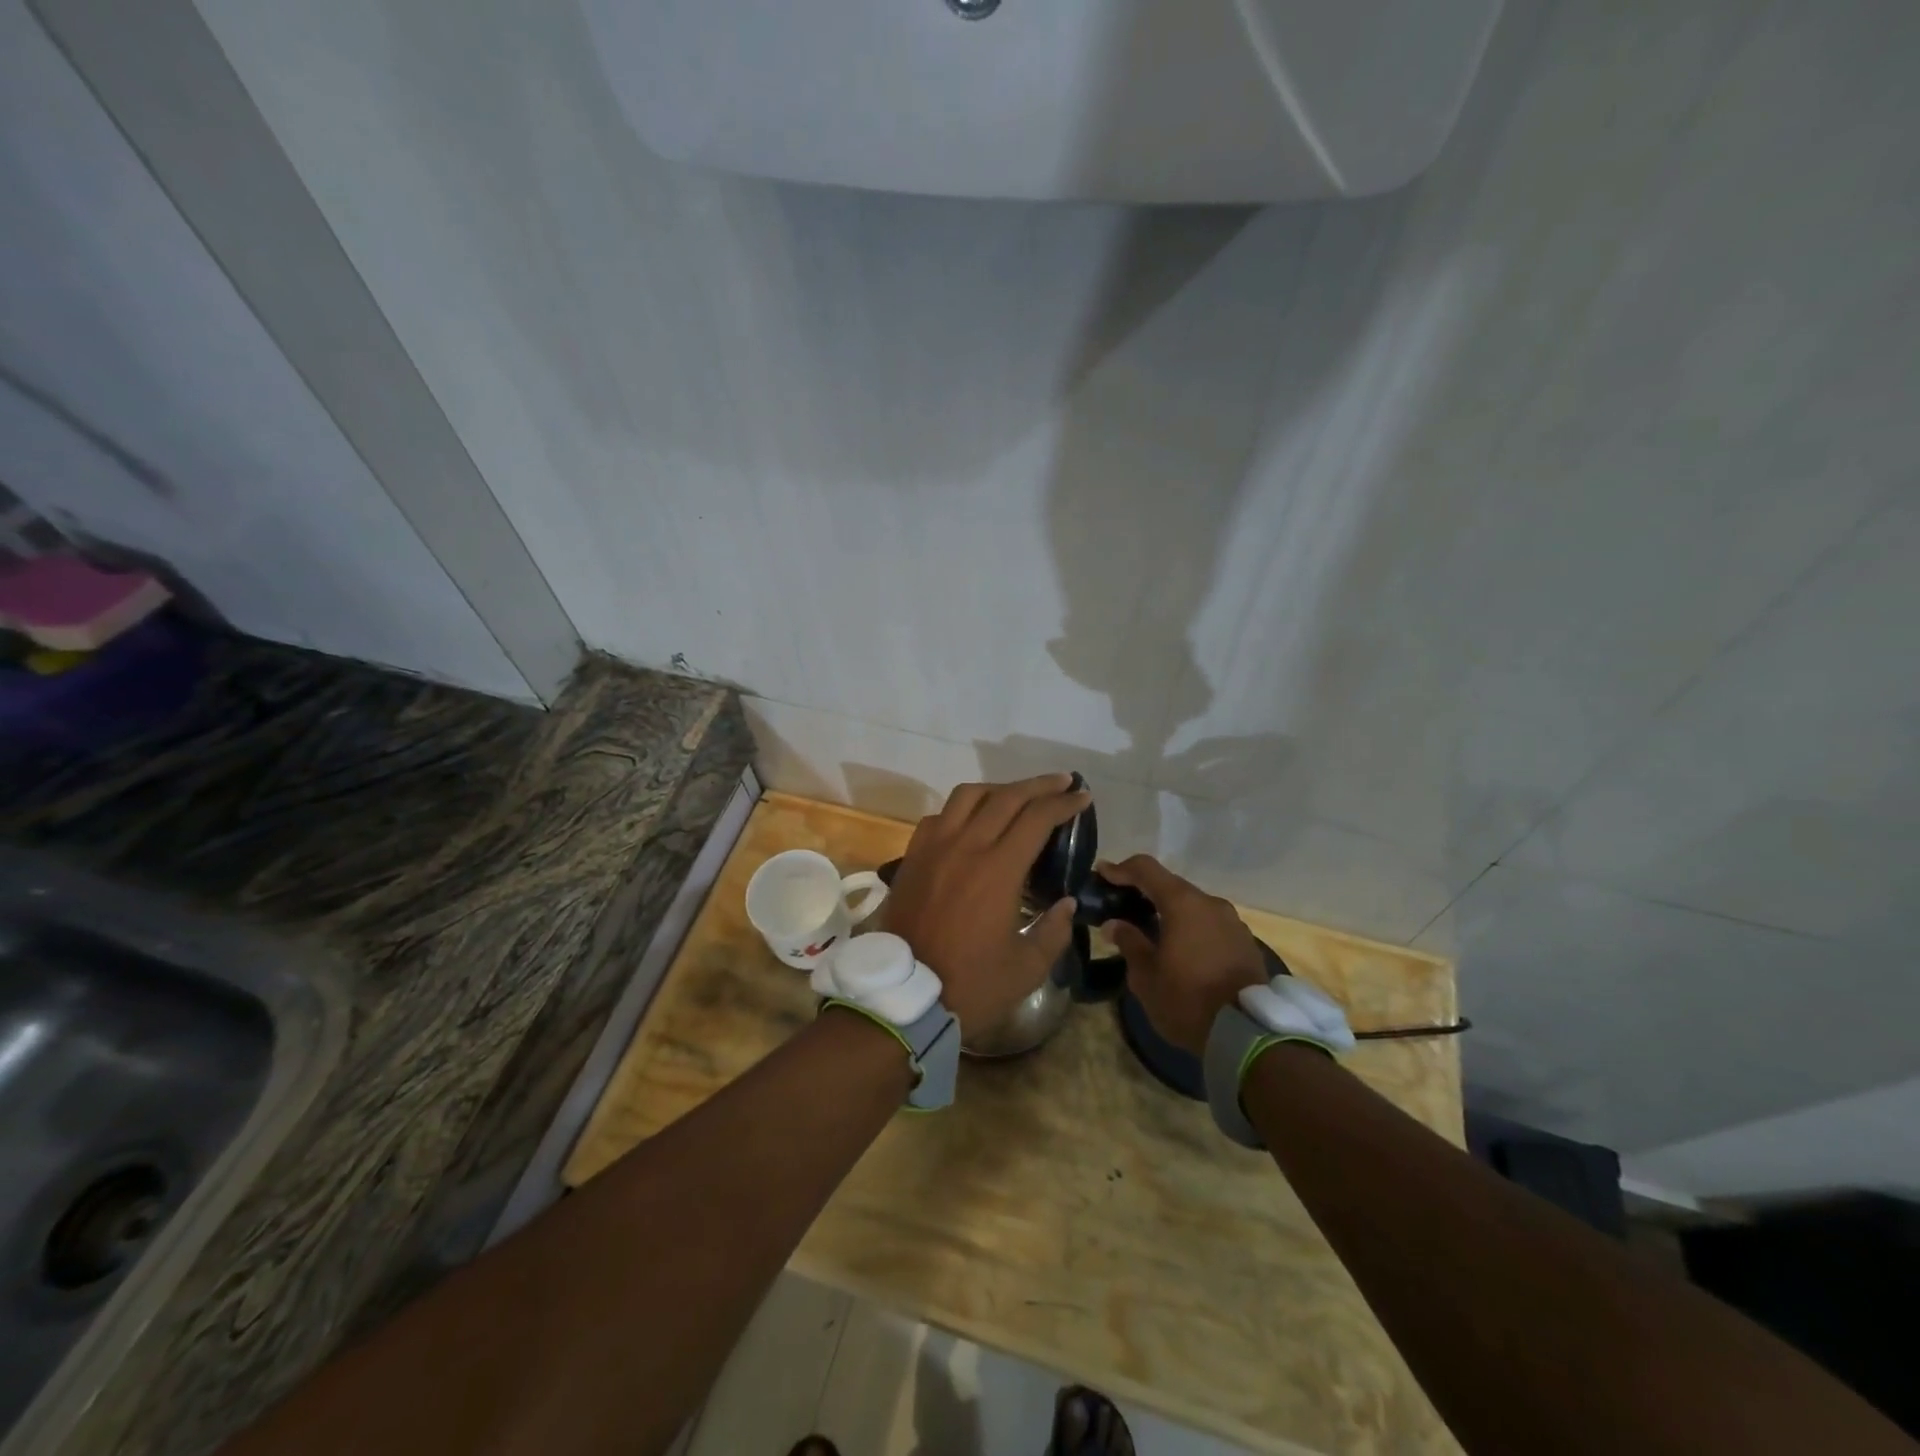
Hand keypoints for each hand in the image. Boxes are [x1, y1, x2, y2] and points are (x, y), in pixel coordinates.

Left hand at [880, 774, 1087, 1032]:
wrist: (902, 996)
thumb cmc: (970, 985)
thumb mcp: (1026, 969)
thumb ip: (1053, 931)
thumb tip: (1066, 902)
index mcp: (998, 869)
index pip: (1037, 818)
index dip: (1064, 803)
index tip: (1083, 797)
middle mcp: (965, 846)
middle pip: (1006, 796)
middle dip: (1039, 785)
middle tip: (1062, 782)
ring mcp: (934, 847)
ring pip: (968, 796)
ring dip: (999, 788)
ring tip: (1018, 795)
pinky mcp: (913, 856)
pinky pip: (939, 816)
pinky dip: (962, 809)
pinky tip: (972, 820)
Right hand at [1098, 855, 1267, 1055]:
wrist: (1247, 1035)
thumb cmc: (1187, 1000)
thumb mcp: (1146, 976)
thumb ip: (1129, 942)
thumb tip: (1115, 924)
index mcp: (1182, 904)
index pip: (1146, 869)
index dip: (1121, 869)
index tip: (1102, 874)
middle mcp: (1210, 903)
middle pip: (1171, 885)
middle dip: (1145, 891)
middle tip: (1122, 905)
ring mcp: (1232, 922)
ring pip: (1193, 906)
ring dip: (1170, 911)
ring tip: (1151, 929)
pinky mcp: (1245, 942)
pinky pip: (1210, 924)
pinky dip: (1191, 927)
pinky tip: (1181, 947)